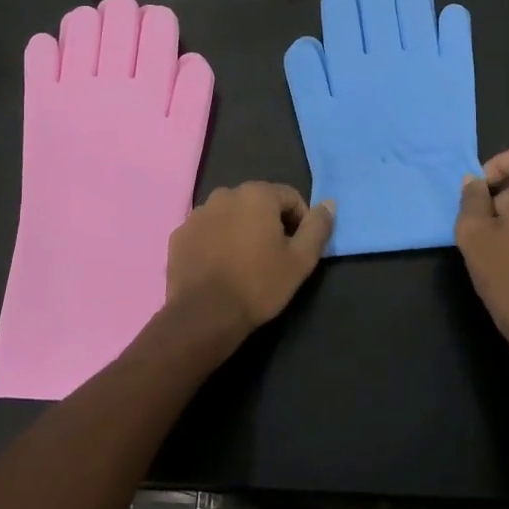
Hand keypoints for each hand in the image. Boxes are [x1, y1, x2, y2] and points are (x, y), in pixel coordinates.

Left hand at [166, 183, 334, 336]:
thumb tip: (329, 203)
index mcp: (256, 194)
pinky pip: (207, 231)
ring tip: (245, 263)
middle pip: (258, 203)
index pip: (290, 197)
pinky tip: (220, 267)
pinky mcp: (179, 234)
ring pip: (230, 215)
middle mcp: (224, 194)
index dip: (300, 221)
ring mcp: (198, 213)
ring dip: (241, 230)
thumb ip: (318, 227)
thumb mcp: (300, 260)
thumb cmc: (259, 284)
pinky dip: (216, 241)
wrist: (204, 315)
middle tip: (273, 256)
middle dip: (269, 223)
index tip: (298, 248)